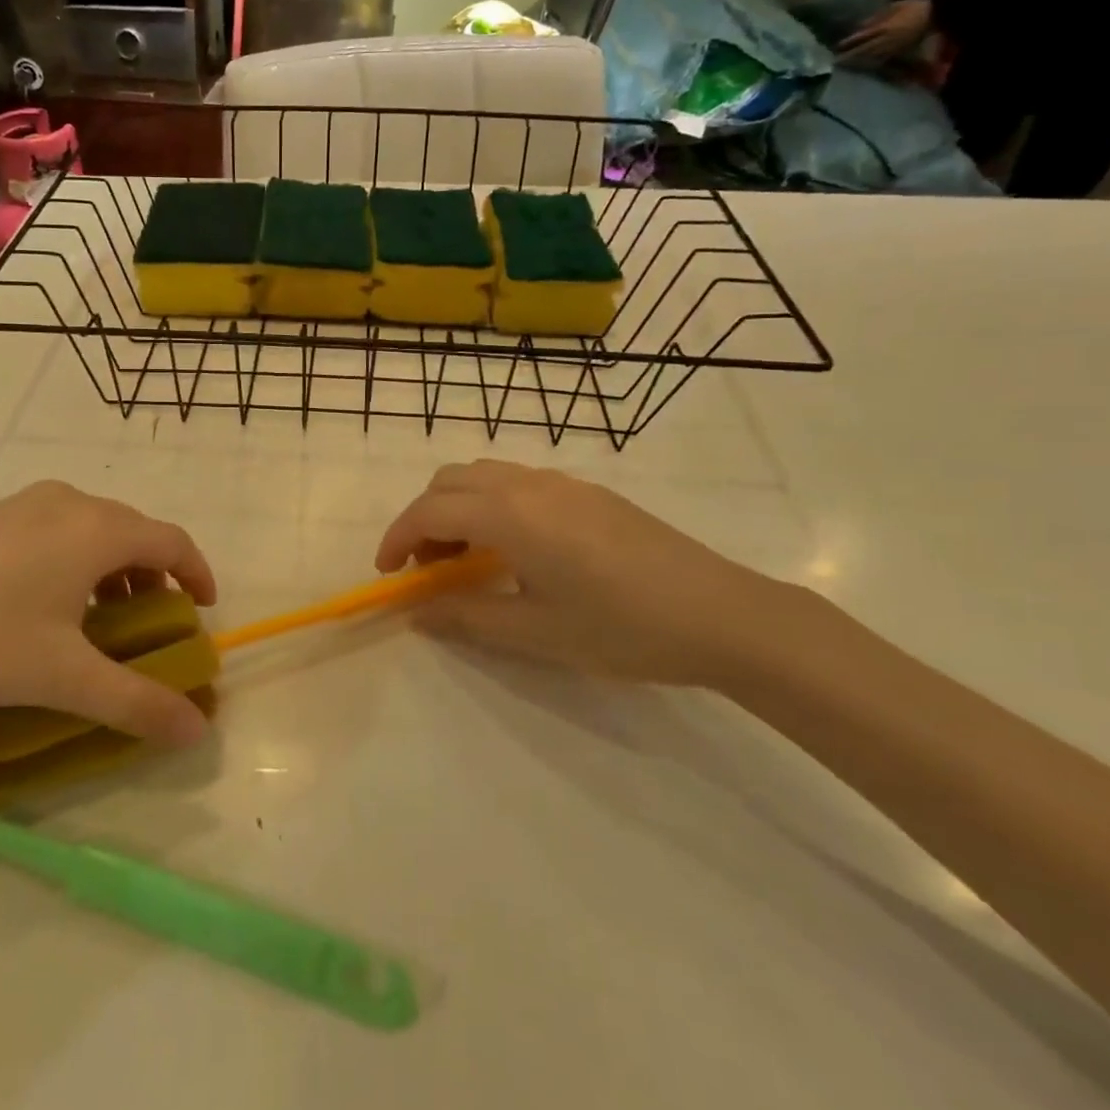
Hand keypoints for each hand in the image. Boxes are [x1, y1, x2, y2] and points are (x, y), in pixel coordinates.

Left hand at [0, 482, 215, 746]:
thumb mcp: (64, 677)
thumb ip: (136, 703)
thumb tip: (198, 730)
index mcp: (98, 529)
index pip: (172, 541)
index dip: (197, 573)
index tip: (203, 609)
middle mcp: (69, 503)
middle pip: (133, 532)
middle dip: (154, 576)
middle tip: (152, 623)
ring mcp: (24, 504)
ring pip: (92, 530)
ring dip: (112, 570)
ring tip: (100, 620)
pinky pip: (55, 529)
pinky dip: (74, 561)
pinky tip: (44, 605)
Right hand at [375, 461, 795, 687]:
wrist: (721, 614)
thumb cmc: (621, 627)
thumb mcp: (536, 633)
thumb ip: (467, 618)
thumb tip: (417, 614)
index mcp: (509, 515)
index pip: (429, 511)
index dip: (396, 538)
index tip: (387, 573)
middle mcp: (528, 485)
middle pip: (450, 481)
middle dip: (424, 519)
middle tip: (427, 568)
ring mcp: (562, 483)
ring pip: (483, 476)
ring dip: (458, 508)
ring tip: (468, 560)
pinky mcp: (588, 492)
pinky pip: (517, 483)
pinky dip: (491, 505)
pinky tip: (516, 551)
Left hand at [837, 0, 932, 62]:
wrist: (939, 13)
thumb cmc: (916, 6)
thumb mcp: (896, 6)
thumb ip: (877, 16)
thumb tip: (859, 26)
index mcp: (884, 27)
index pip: (861, 36)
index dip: (847, 42)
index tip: (836, 47)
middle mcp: (885, 39)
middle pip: (862, 50)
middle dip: (847, 56)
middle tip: (833, 61)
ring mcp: (892, 47)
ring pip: (869, 58)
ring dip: (855, 63)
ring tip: (842, 66)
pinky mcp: (899, 52)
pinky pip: (882, 61)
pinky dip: (870, 65)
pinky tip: (861, 68)